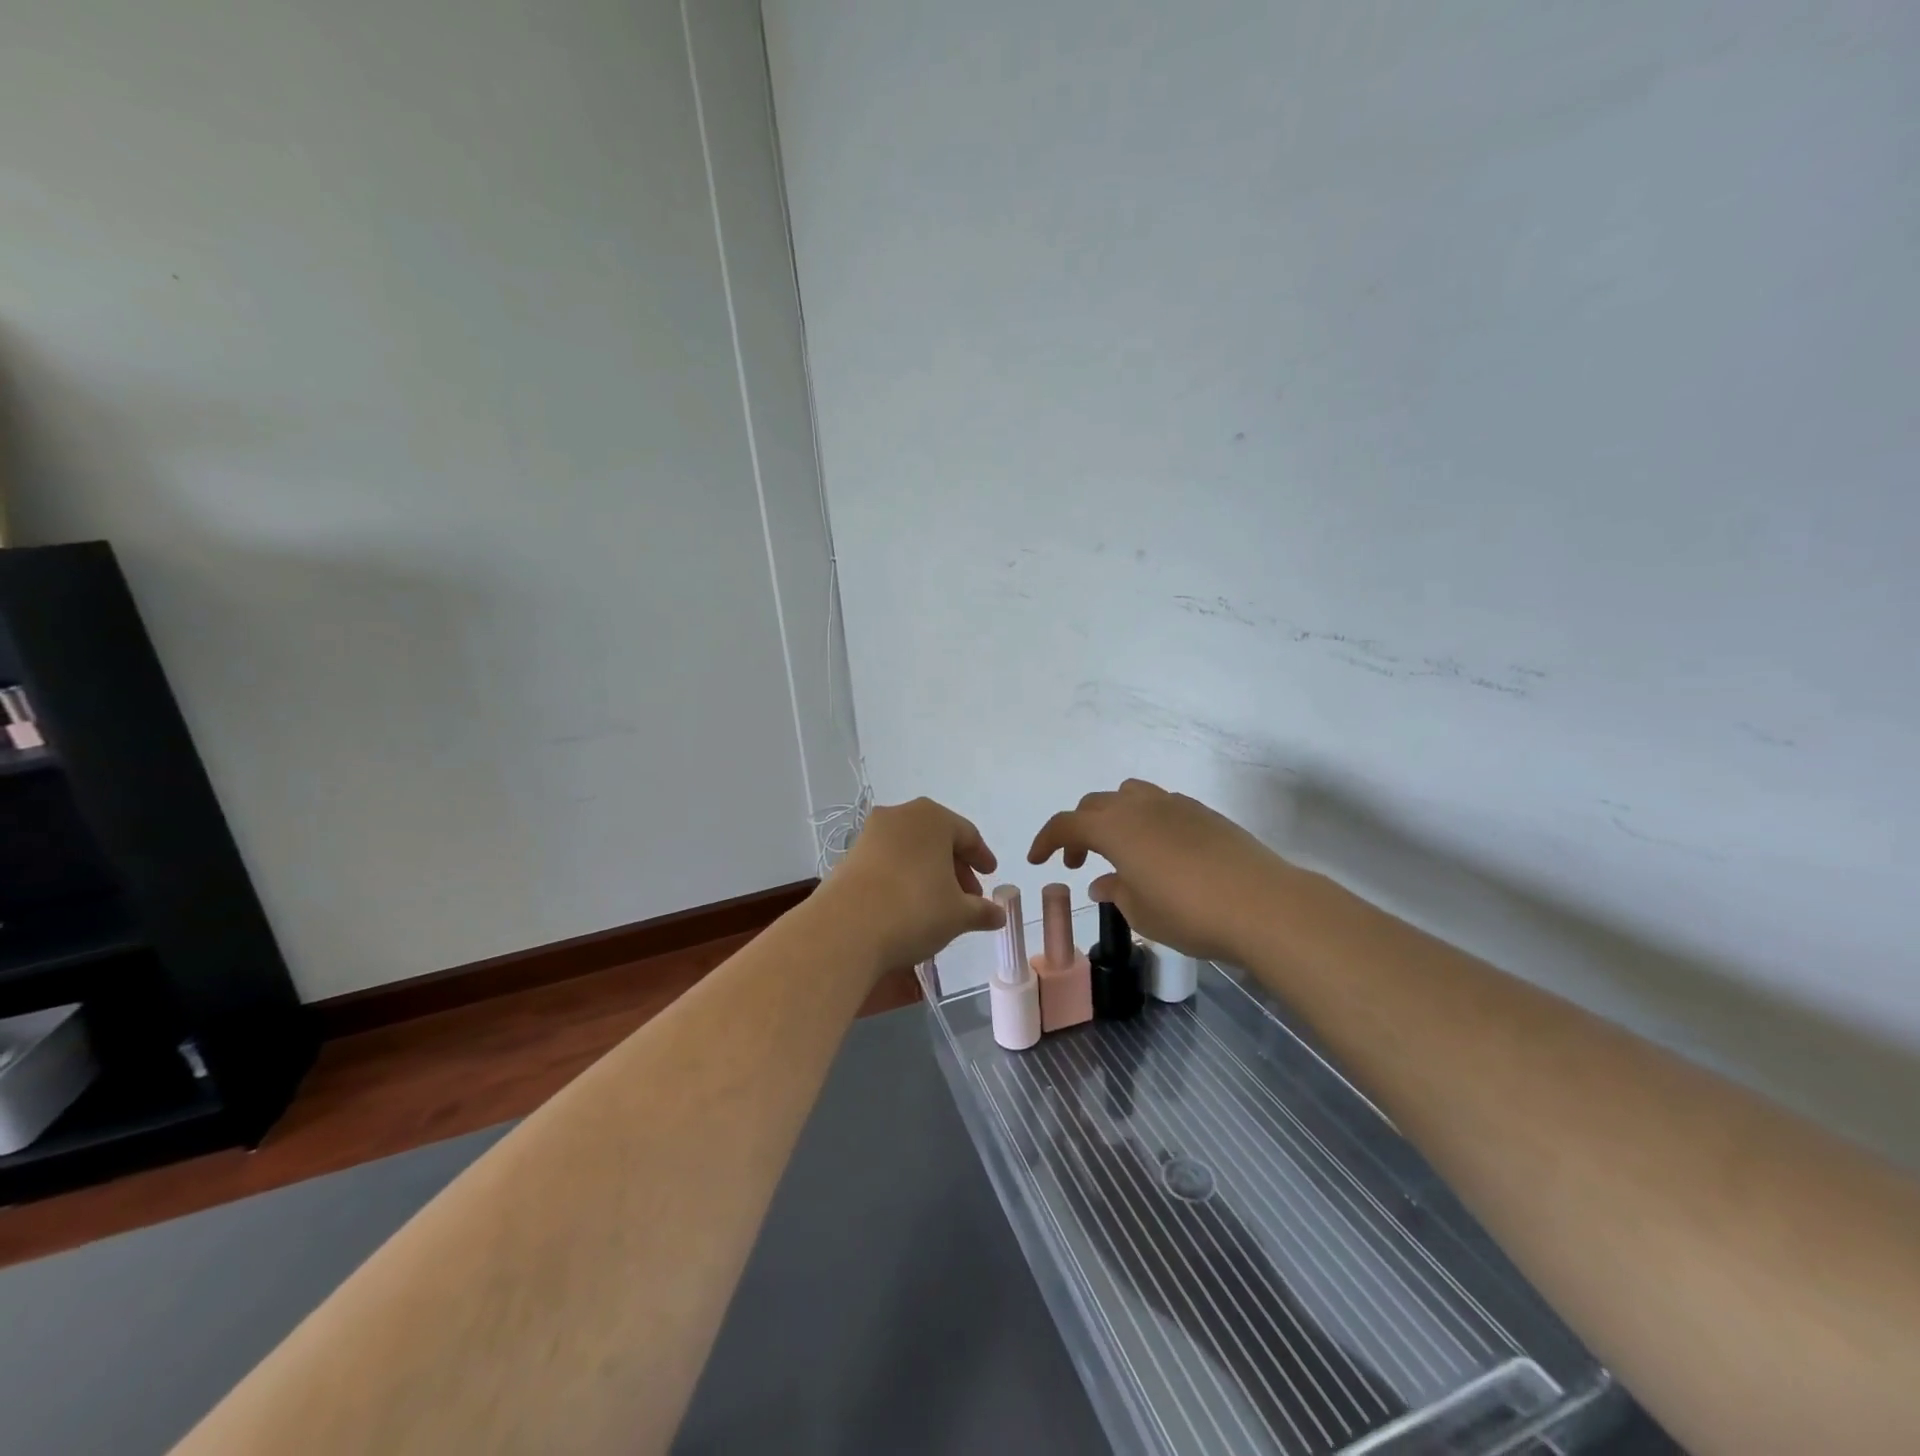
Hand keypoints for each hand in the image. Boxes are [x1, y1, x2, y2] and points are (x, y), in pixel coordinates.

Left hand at [824, 797, 1006, 970]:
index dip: (982, 857)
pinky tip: (908, 907)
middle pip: (938, 840)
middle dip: (955, 868)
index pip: (967, 834)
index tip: (990, 876)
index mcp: (933, 818)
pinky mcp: (850, 856)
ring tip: (939, 905)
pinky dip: (903, 878)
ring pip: (911, 850)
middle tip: (969, 898)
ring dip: (929, 873)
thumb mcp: (958, 914)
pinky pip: (888, 862)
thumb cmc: (914, 909)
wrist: (845, 929)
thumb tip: (999, 914)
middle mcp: (901, 816)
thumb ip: (982, 911)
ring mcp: (871, 834)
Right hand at [1027, 779, 1284, 962]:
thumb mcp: (1141, 912)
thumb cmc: (1190, 913)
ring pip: (1129, 795)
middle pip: (1095, 805)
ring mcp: (1174, 804)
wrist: (1262, 904)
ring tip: (1119, 850)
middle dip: (1079, 831)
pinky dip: (1144, 819)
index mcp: (1114, 828)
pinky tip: (1159, 851)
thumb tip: (1102, 882)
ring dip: (1112, 817)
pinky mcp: (1203, 813)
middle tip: (1080, 863)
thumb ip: (1116, 891)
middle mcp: (1140, 806)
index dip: (1046, 840)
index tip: (1036, 860)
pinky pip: (1160, 804)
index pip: (1066, 824)